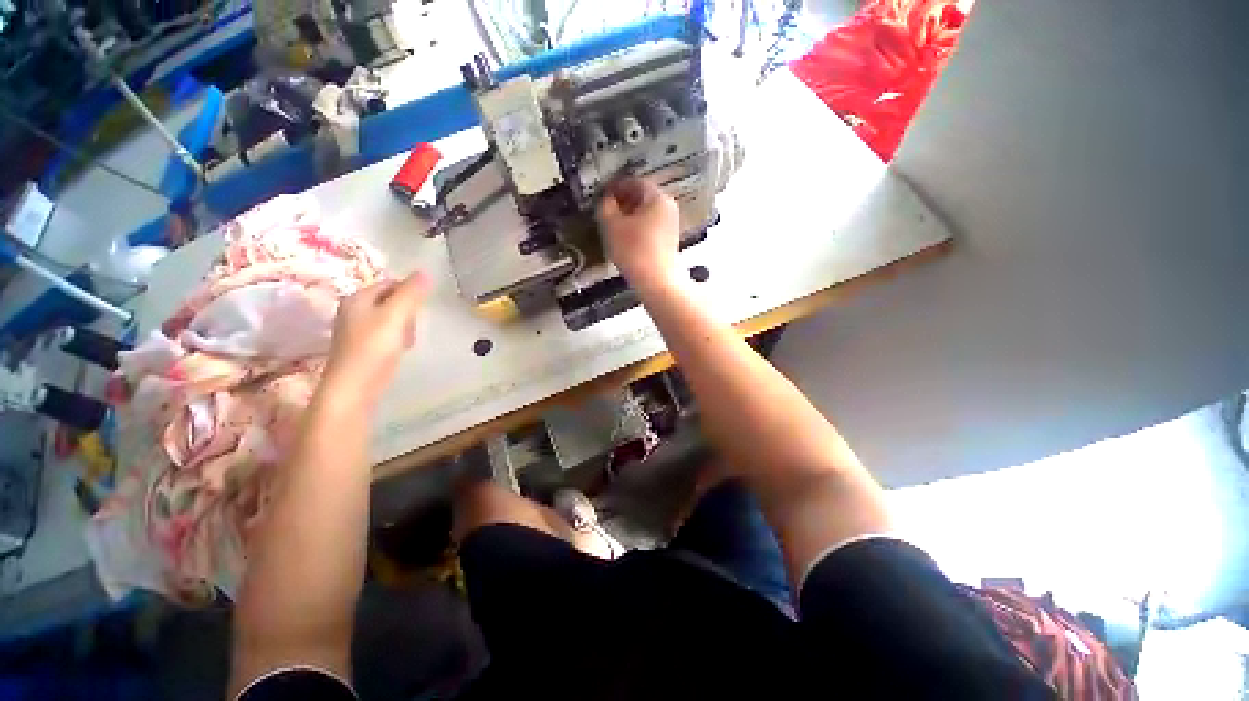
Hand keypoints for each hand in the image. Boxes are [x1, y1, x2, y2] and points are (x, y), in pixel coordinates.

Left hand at [320, 273, 429, 408]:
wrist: (353, 389)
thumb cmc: (373, 348)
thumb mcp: (396, 316)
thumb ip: (411, 294)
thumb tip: (425, 272)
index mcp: (358, 298)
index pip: (391, 283)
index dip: (410, 293)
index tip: (420, 309)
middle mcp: (354, 310)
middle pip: (391, 300)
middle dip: (408, 312)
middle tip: (412, 327)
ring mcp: (357, 329)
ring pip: (391, 318)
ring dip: (405, 326)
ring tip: (407, 341)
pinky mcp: (363, 347)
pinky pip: (387, 333)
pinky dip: (398, 339)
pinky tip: (400, 350)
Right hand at [597, 177, 680, 289]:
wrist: (657, 281)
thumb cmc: (634, 251)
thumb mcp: (611, 226)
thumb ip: (606, 207)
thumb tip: (607, 201)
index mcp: (657, 197)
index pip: (634, 182)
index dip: (616, 186)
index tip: (603, 193)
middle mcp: (668, 207)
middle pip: (643, 197)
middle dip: (623, 202)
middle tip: (607, 209)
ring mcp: (672, 225)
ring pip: (647, 213)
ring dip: (630, 216)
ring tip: (614, 226)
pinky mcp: (670, 241)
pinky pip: (652, 227)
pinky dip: (639, 228)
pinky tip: (627, 239)